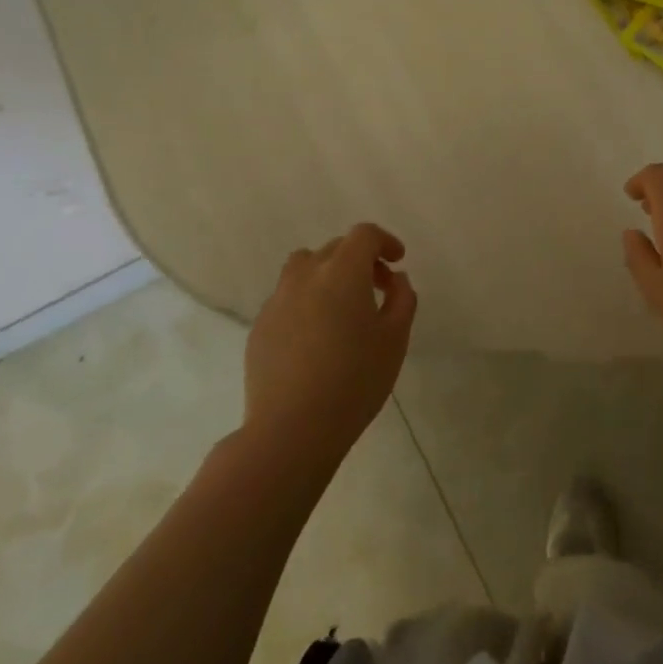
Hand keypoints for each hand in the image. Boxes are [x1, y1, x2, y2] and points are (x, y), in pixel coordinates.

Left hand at [242, 223, 416, 468]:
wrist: (292, 429)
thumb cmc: (355, 380)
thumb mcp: (395, 339)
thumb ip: (402, 299)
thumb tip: (396, 279)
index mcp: (342, 273)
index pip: (364, 235)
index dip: (384, 241)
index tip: (397, 261)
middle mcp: (306, 276)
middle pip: (335, 248)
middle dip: (360, 259)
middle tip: (378, 288)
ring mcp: (277, 300)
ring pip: (304, 268)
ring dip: (328, 274)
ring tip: (342, 307)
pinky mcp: (260, 326)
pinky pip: (288, 297)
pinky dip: (307, 301)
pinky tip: (317, 337)